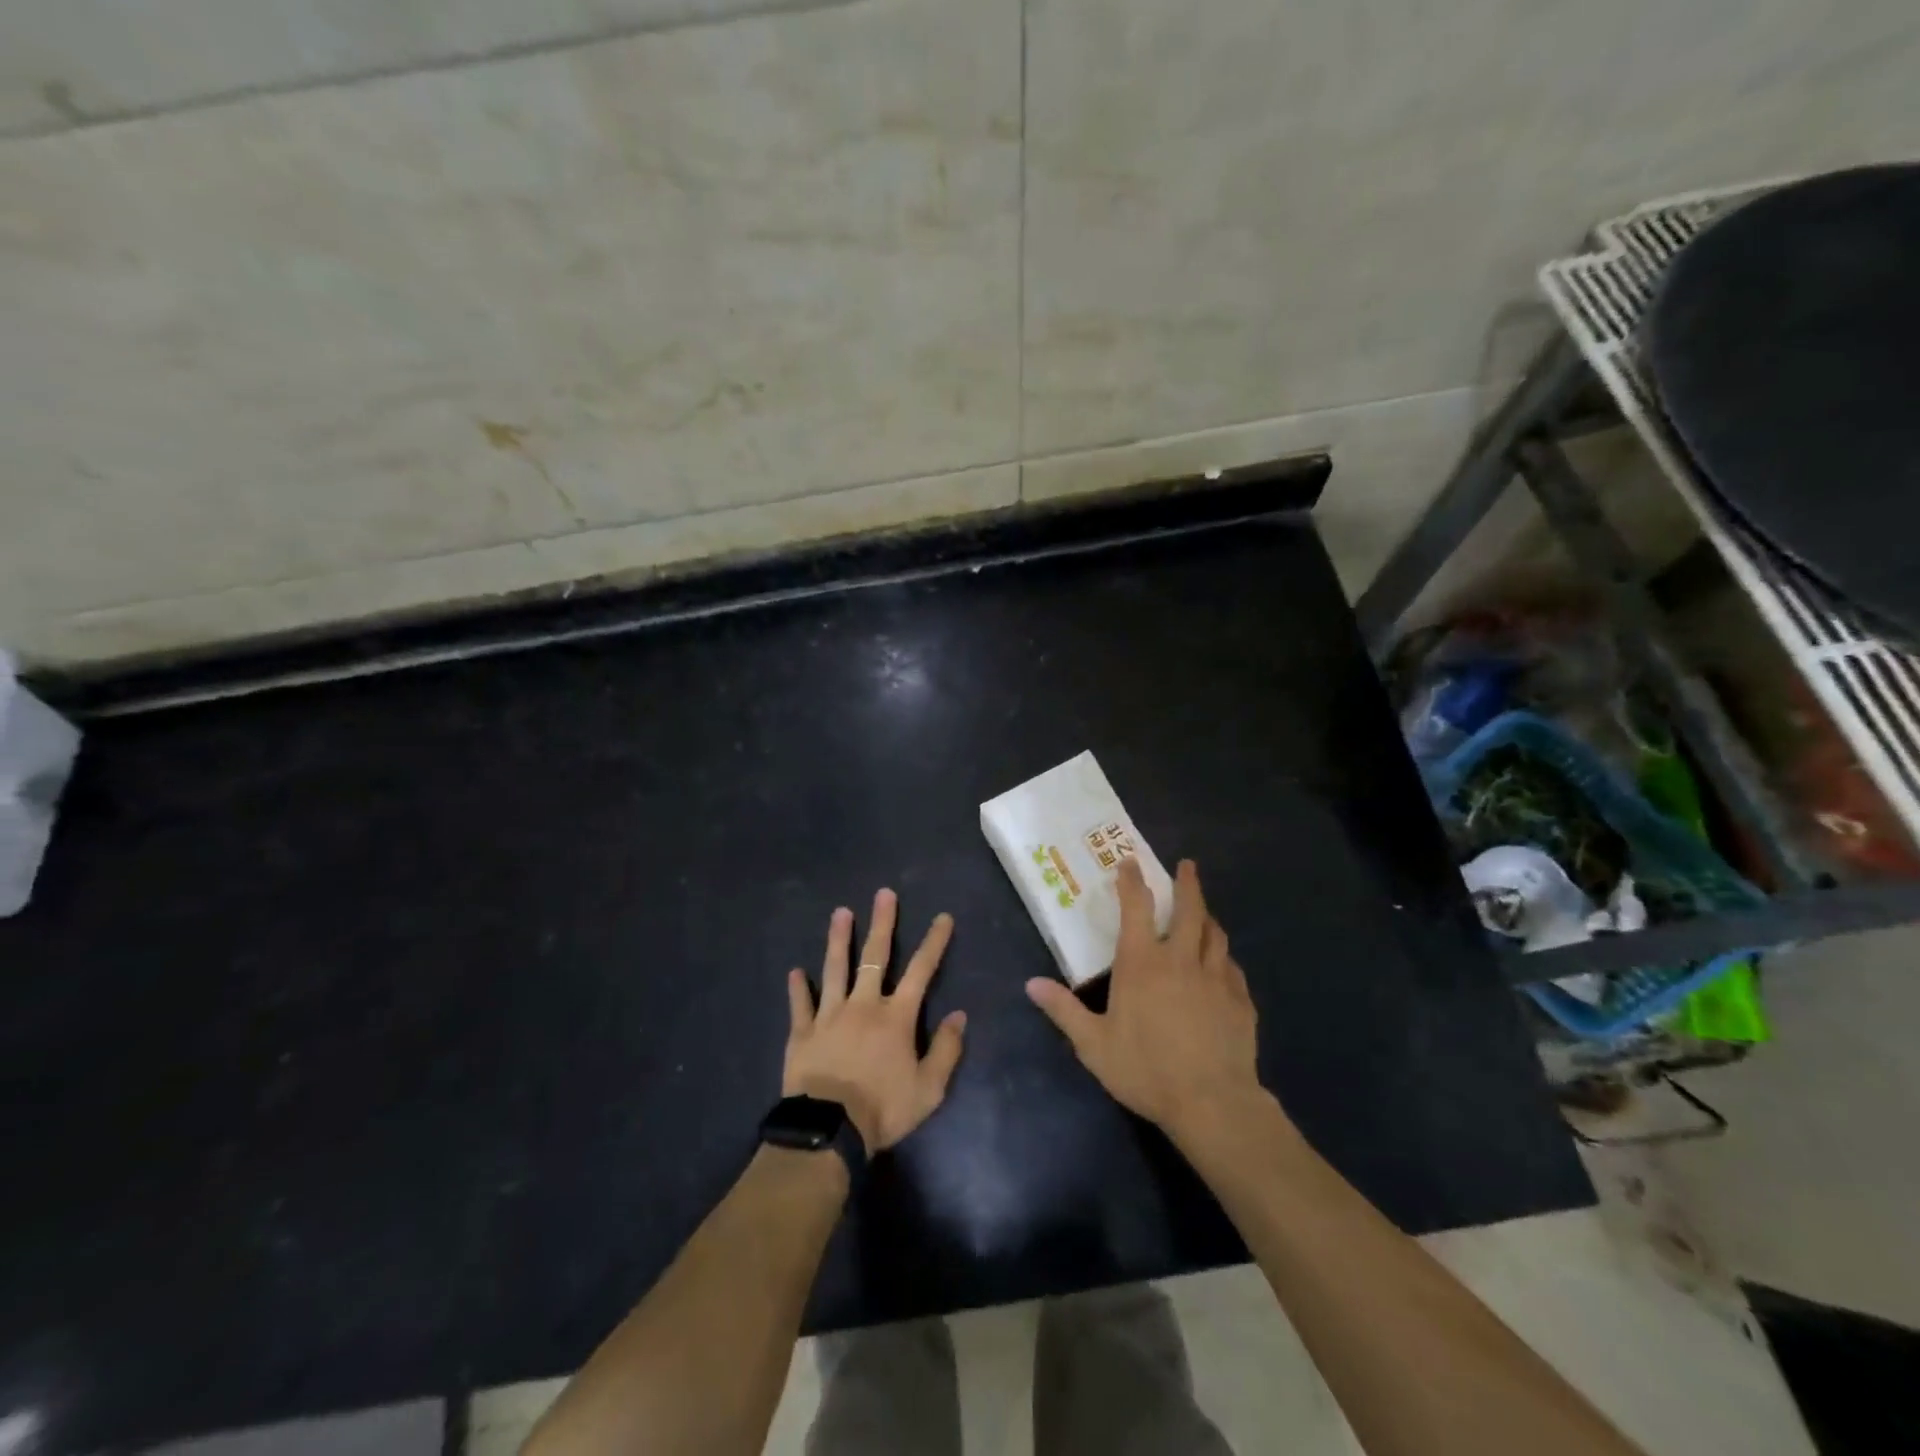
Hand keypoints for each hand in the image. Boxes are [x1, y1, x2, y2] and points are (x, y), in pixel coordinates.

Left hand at [784, 889, 967, 1152]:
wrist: (829, 1129)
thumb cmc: (884, 1108)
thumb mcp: (929, 1089)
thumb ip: (946, 1050)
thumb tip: (959, 1015)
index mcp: (896, 1016)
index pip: (921, 970)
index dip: (934, 942)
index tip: (942, 917)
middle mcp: (863, 1005)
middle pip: (875, 956)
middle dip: (882, 923)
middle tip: (884, 894)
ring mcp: (829, 1015)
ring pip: (834, 969)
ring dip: (838, 940)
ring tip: (840, 913)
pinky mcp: (802, 1032)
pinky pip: (800, 1004)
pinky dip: (797, 988)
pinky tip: (794, 971)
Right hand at [1025, 859, 1264, 1145]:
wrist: (1212, 1103)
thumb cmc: (1146, 1070)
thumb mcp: (1094, 1044)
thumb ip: (1064, 1010)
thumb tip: (1031, 984)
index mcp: (1143, 963)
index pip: (1137, 908)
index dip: (1133, 882)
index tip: (1131, 863)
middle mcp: (1181, 960)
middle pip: (1189, 910)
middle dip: (1187, 884)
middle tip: (1187, 865)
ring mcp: (1216, 979)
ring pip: (1216, 934)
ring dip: (1208, 917)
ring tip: (1205, 912)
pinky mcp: (1240, 1001)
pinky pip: (1232, 968)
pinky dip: (1224, 958)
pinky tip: (1223, 964)